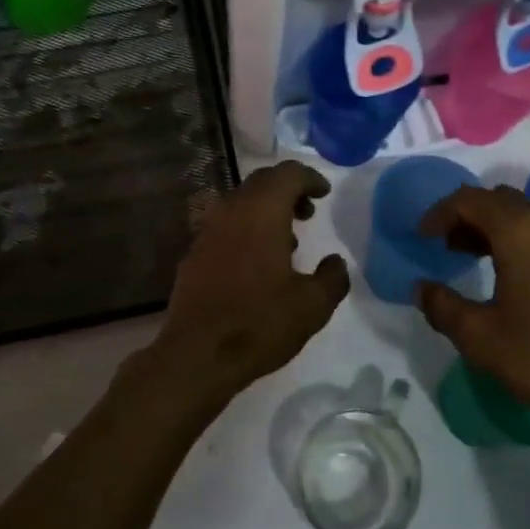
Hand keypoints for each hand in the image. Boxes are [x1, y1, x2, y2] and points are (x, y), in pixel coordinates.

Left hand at [149, 161, 349, 404]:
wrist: (196, 355)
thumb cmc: (259, 323)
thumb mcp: (312, 306)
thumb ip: (331, 278)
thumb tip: (335, 263)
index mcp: (262, 212)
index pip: (287, 174)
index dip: (309, 178)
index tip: (324, 193)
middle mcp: (231, 210)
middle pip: (262, 182)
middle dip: (288, 190)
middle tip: (308, 212)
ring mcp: (207, 230)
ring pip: (241, 203)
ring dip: (266, 210)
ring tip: (287, 240)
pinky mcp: (194, 253)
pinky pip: (225, 225)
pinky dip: (246, 229)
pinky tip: (256, 262)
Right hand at [416, 185, 529, 435]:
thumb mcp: (478, 336)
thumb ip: (442, 305)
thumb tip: (422, 288)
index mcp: (519, 230)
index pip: (469, 200)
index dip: (439, 213)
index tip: (422, 237)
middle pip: (498, 200)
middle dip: (466, 216)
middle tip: (445, 245)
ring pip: (524, 213)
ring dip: (494, 226)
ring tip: (472, 256)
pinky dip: (519, 238)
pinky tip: (511, 274)